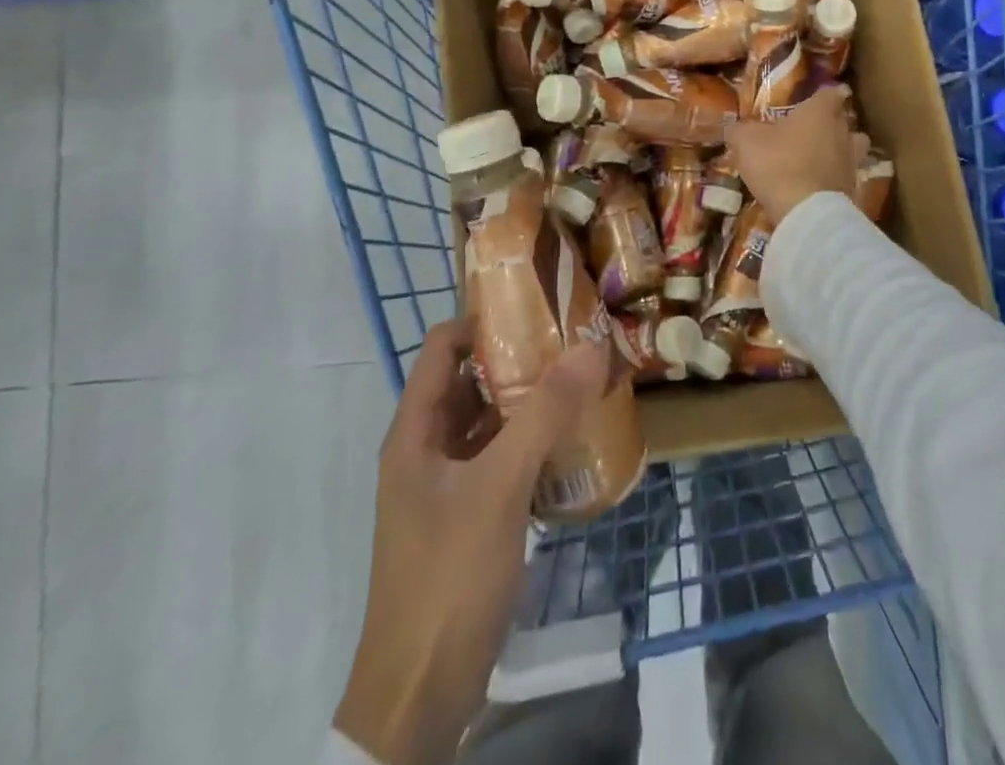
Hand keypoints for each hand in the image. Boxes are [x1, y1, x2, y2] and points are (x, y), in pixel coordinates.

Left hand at [334, 318, 610, 764]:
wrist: (419, 696)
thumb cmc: (448, 576)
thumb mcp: (499, 487)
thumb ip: (544, 414)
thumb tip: (590, 346)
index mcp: (415, 431)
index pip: (442, 347)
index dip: (483, 320)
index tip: (538, 308)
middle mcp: (426, 449)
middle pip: (470, 382)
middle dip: (519, 360)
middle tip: (575, 343)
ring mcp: (446, 486)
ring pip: (489, 424)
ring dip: (530, 404)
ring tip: (583, 384)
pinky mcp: (468, 518)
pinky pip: (501, 462)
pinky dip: (532, 445)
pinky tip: (572, 444)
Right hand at [725, 85, 868, 227]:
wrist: (807, 212)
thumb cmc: (777, 164)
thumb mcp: (746, 142)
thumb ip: (740, 130)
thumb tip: (734, 127)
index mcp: (820, 112)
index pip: (830, 93)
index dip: (822, 94)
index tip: (815, 98)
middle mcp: (842, 132)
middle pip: (843, 120)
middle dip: (830, 121)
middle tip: (809, 128)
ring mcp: (852, 161)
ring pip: (852, 147)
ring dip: (839, 149)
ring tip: (819, 156)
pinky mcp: (853, 188)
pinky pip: (845, 175)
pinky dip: (834, 176)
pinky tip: (817, 184)